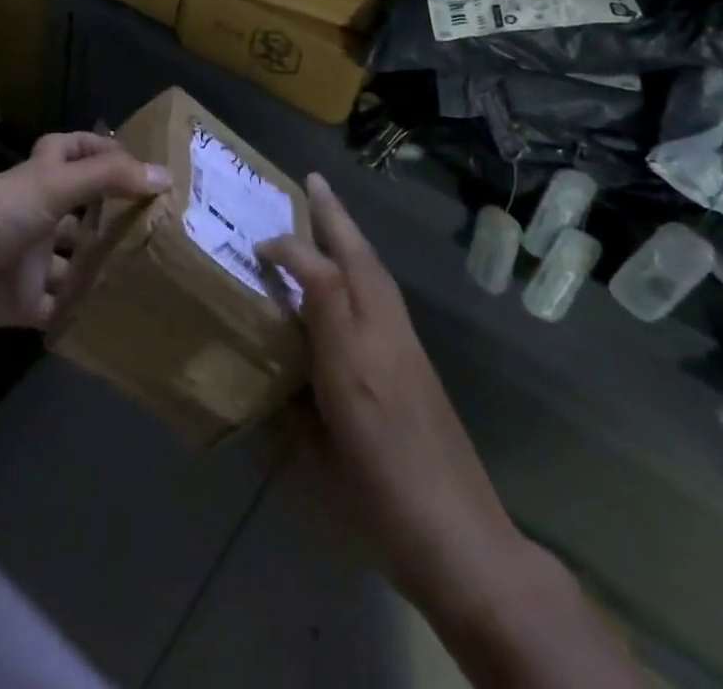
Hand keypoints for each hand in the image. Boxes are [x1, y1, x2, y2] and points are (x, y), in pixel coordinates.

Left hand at [0, 133, 168, 342]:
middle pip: (79, 210)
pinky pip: (59, 307)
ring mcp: (29, 259)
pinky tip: (118, 316)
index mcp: (38, 179)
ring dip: (102, 268)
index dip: (97, 148)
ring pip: (73, 261)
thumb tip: (165, 176)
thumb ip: (108, 178)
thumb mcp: (52, 185)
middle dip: (112, 217)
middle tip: (159, 227)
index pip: (69, 150)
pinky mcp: (22, 301)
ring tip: (149, 274)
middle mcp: (36, 214)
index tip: (135, 161)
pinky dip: (81, 312)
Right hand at [259, 175, 520, 599]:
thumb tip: (279, 370)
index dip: (289, 251)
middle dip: (335, 215)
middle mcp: (385, 338)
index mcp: (355, 358)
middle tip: (313, 181)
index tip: (258, 246)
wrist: (465, 541)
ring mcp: (409, 347)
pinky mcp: (420, 362)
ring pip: (377, 272)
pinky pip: (385, 295)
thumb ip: (295, 402)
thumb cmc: (382, 500)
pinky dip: (363, 268)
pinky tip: (350, 276)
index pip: (322, 278)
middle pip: (360, 259)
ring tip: (328, 215)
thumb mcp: (321, 453)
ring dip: (351, 237)